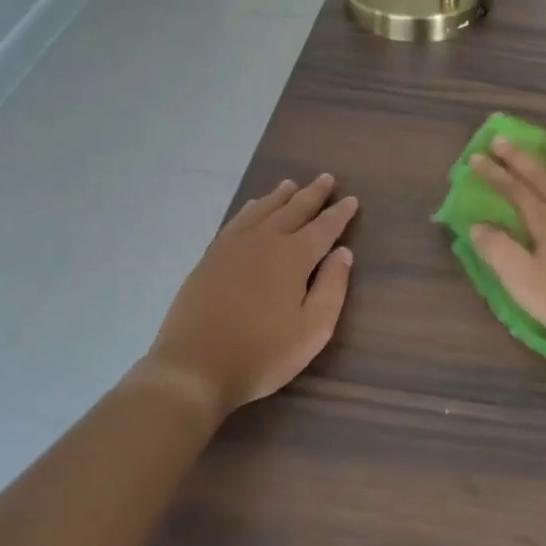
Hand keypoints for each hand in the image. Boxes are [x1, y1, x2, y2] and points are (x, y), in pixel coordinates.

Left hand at [147, 174, 357, 417]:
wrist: (194, 367)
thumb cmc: (262, 353)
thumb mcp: (313, 329)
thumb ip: (332, 287)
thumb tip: (343, 253)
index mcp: (293, 256)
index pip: (323, 227)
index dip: (339, 214)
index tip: (351, 199)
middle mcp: (264, 241)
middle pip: (293, 210)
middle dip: (312, 194)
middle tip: (326, 178)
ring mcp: (232, 246)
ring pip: (262, 210)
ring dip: (280, 196)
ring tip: (291, 184)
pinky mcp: (210, 257)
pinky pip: (236, 221)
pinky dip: (250, 209)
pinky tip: (253, 207)